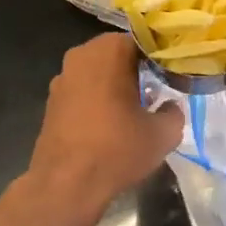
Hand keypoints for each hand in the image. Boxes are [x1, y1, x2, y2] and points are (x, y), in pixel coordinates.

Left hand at [24, 33, 183, 220]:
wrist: (65, 185)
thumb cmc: (117, 149)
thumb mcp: (162, 134)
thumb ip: (174, 112)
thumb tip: (170, 107)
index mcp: (108, 50)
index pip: (142, 41)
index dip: (160, 58)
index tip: (172, 76)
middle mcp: (80, 56)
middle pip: (117, 55)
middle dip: (137, 70)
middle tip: (157, 92)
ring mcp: (61, 78)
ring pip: (98, 73)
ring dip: (116, 85)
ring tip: (135, 111)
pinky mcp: (51, 102)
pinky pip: (83, 91)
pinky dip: (97, 100)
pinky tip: (110, 125)